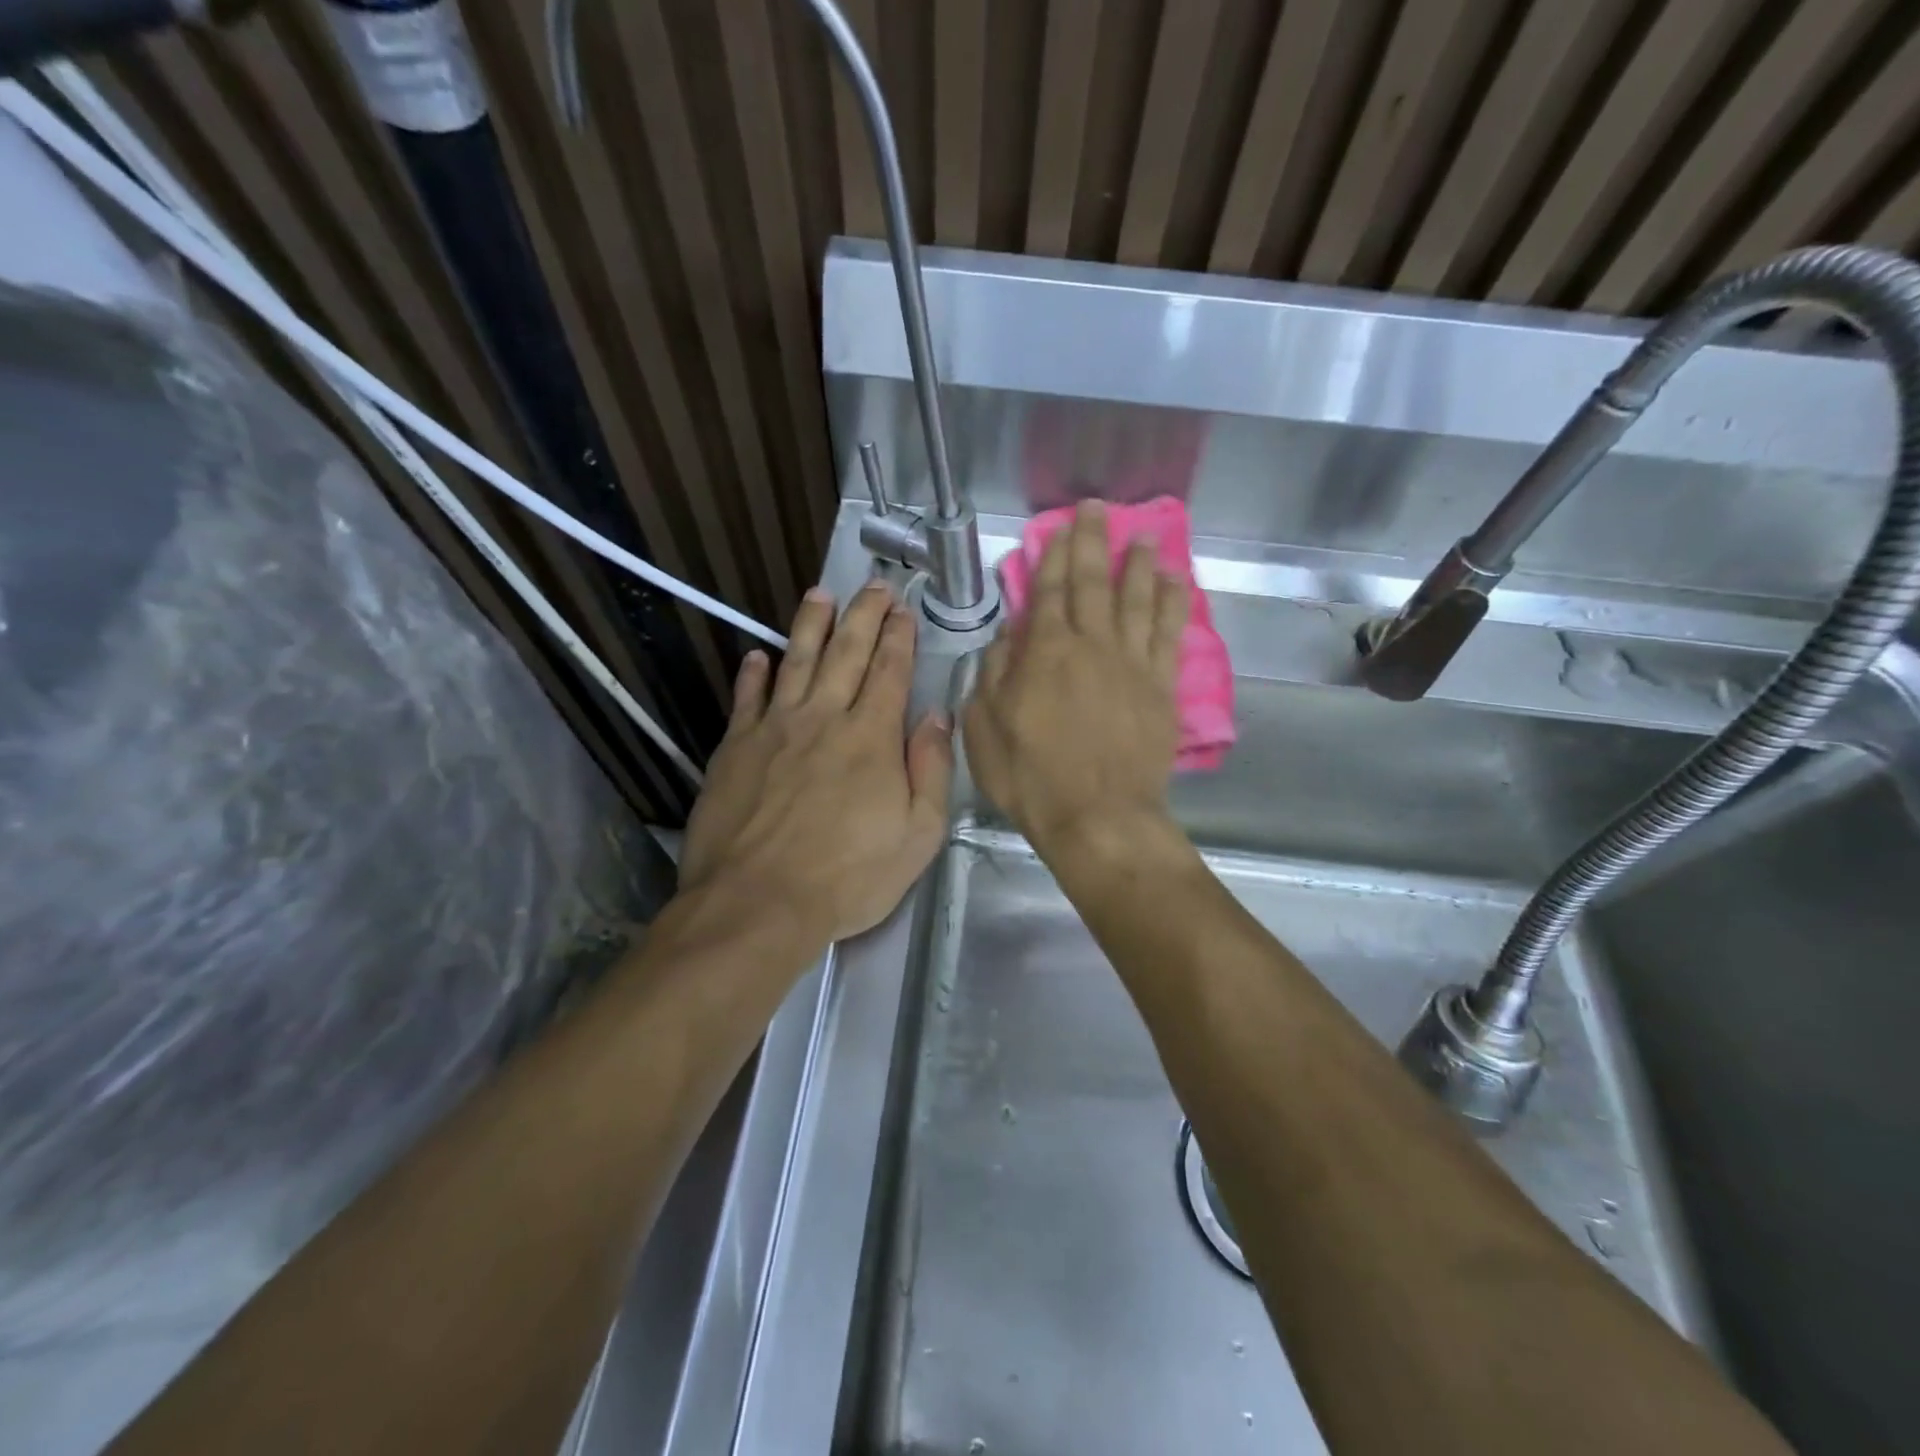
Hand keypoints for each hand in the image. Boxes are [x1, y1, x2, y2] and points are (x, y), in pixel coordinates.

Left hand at [680, 581, 953, 944]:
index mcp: (871, 738)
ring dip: (810, 625)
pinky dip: (753, 673)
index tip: (904, 610)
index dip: (899, 637)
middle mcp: (823, 719)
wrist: (757, 903)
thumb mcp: (918, 835)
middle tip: (873, 586)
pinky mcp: (735, 749)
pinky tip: (758, 655)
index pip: (890, 672)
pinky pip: (747, 699)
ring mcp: (774, 729)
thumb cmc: (848, 877)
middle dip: (863, 615)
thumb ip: (931, 770)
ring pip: (796, 661)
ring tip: (820, 594)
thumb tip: (937, 717)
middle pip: (846, 653)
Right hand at [964, 500, 1188, 857]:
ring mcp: (1132, 664)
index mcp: (1045, 652)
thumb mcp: (985, 729)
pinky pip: (1169, 635)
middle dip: (1093, 542)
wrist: (1098, 818)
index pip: (1049, 591)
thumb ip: (993, 675)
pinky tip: (1176, 583)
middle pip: (1093, 583)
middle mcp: (1091, 645)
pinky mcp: (1161, 688)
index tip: (1061, 526)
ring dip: (1138, 565)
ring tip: (1142, 536)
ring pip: (1136, 600)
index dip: (1055, 555)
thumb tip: (1007, 635)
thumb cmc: (1032, 778)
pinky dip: (1172, 605)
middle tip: (1098, 509)